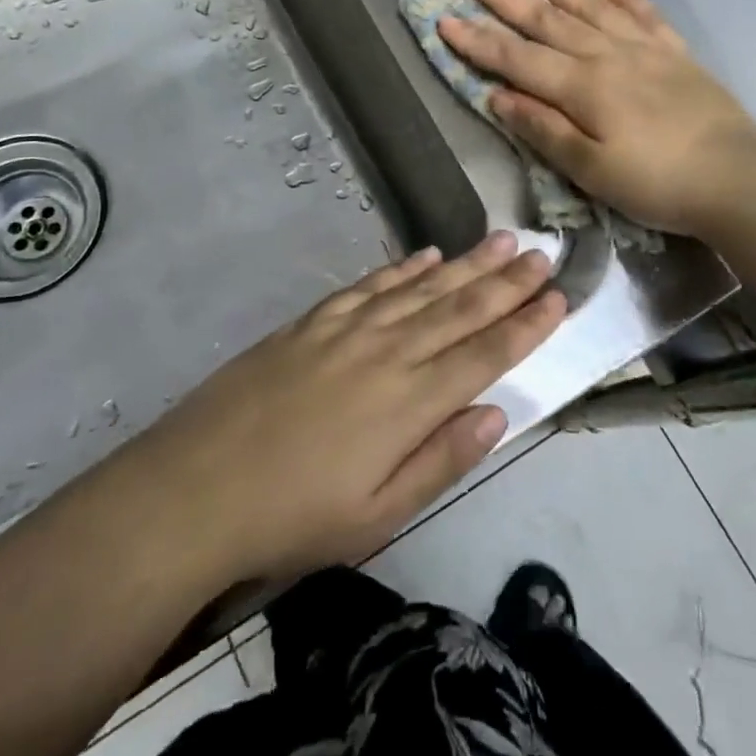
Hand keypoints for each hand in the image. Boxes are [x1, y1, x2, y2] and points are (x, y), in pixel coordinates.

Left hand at [130, 234, 564, 584]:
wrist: (197, 485)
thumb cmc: (294, 516)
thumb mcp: (378, 515)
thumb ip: (442, 459)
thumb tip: (497, 414)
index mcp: (410, 402)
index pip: (485, 354)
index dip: (526, 325)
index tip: (558, 297)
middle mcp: (388, 352)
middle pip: (461, 309)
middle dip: (507, 281)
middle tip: (543, 253)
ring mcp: (348, 329)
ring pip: (422, 288)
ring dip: (466, 264)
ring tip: (501, 240)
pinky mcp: (313, 321)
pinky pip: (370, 286)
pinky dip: (404, 268)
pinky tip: (427, 255)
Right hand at [438, 0, 755, 235]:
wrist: (738, 178)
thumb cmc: (657, 183)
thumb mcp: (591, 170)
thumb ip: (544, 129)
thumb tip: (498, 96)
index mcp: (582, 86)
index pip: (516, 58)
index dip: (478, 41)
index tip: (445, 19)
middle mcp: (607, 55)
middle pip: (547, 20)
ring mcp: (644, 48)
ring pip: (590, 6)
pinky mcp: (674, 52)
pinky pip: (642, 11)